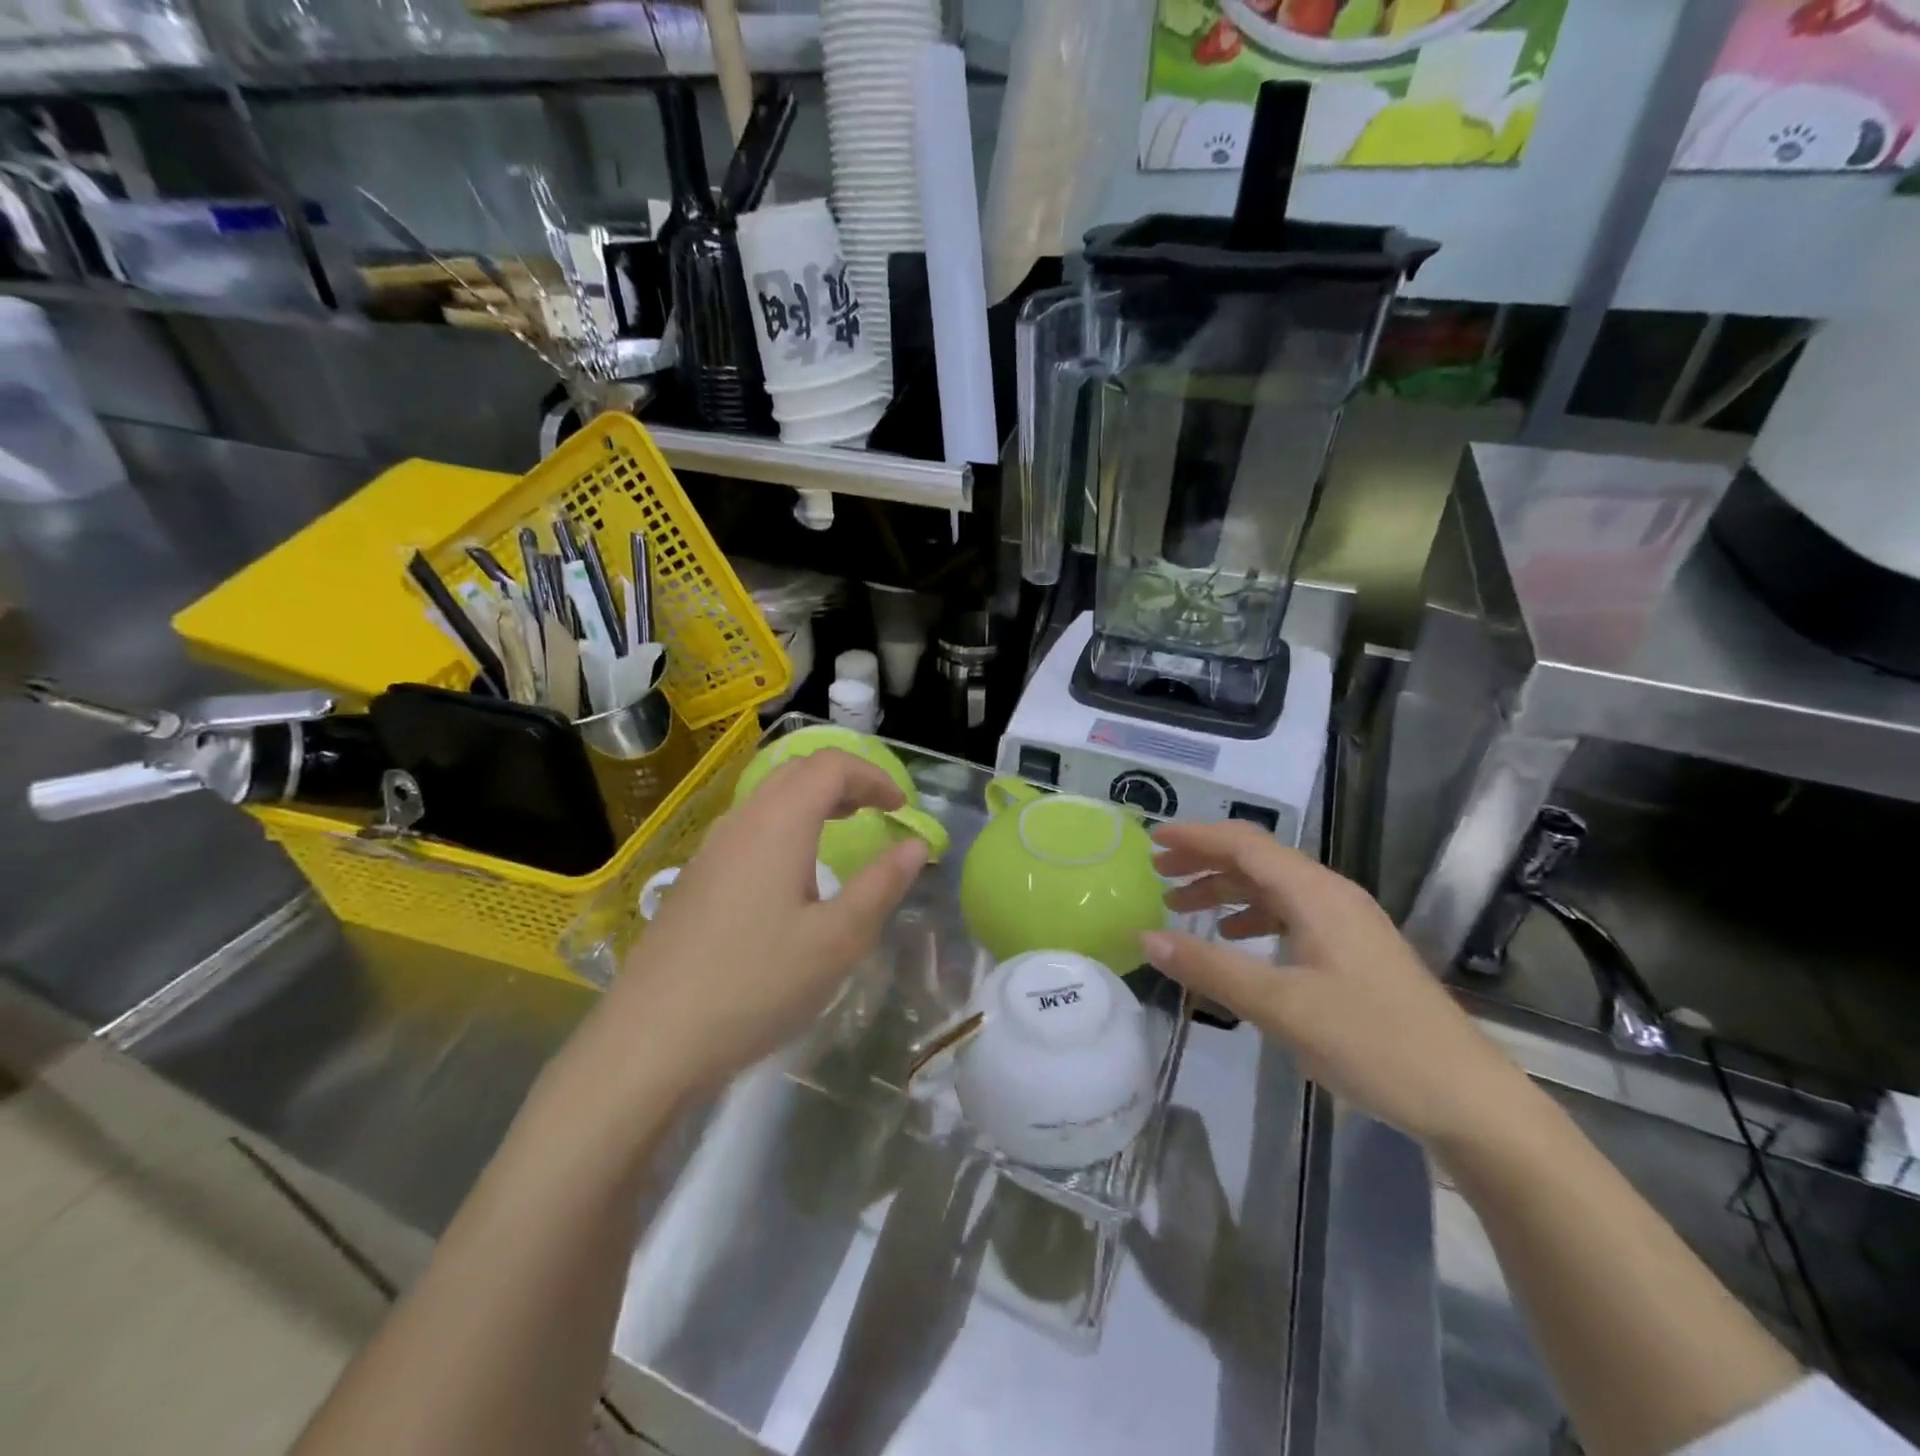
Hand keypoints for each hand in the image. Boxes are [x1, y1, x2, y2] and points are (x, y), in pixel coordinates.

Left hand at [587, 749, 928, 1101]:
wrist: (651, 1039)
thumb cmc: (755, 984)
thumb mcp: (837, 941)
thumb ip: (881, 885)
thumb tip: (915, 844)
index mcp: (778, 824)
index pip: (830, 766)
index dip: (873, 775)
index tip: (901, 808)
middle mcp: (740, 823)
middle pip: (796, 772)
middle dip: (844, 781)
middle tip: (876, 810)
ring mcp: (710, 850)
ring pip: (768, 799)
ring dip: (813, 802)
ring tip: (842, 832)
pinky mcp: (695, 879)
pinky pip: (749, 829)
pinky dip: (786, 826)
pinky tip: (792, 876)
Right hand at [1141, 822, 1534, 1153]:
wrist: (1468, 1099)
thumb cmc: (1373, 1043)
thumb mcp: (1280, 1006)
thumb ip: (1210, 968)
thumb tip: (1145, 936)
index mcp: (1316, 894)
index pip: (1244, 844)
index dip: (1195, 837)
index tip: (1151, 841)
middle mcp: (1331, 896)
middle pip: (1257, 860)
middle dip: (1204, 861)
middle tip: (1157, 874)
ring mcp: (1346, 923)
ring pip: (1273, 888)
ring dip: (1225, 891)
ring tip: (1181, 906)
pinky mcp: (1353, 951)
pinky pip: (1290, 915)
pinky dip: (1252, 917)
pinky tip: (1235, 940)